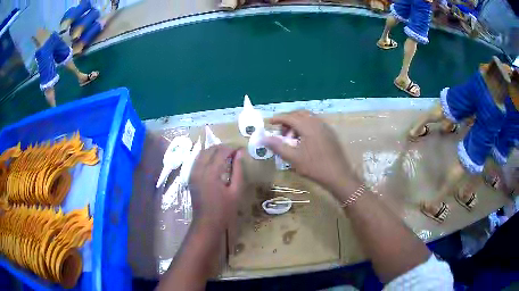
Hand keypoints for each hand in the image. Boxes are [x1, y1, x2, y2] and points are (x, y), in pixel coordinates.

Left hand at [188, 145, 244, 231]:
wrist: (207, 223)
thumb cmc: (224, 210)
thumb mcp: (235, 191)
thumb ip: (238, 170)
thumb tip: (240, 154)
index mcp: (211, 173)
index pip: (221, 152)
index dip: (231, 148)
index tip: (240, 150)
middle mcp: (199, 169)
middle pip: (210, 150)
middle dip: (222, 148)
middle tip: (234, 152)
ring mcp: (193, 173)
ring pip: (202, 153)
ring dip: (214, 151)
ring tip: (226, 155)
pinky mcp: (191, 177)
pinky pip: (198, 160)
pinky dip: (207, 157)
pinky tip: (215, 162)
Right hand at [262, 110, 359, 194]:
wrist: (338, 175)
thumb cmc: (315, 167)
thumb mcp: (293, 158)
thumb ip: (278, 146)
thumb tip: (263, 138)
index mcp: (308, 126)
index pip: (289, 117)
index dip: (278, 118)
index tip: (270, 122)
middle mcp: (317, 122)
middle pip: (299, 114)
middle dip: (288, 120)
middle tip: (281, 132)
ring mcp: (325, 127)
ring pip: (308, 118)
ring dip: (297, 123)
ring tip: (292, 138)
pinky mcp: (330, 133)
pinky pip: (315, 123)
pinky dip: (306, 126)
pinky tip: (304, 140)